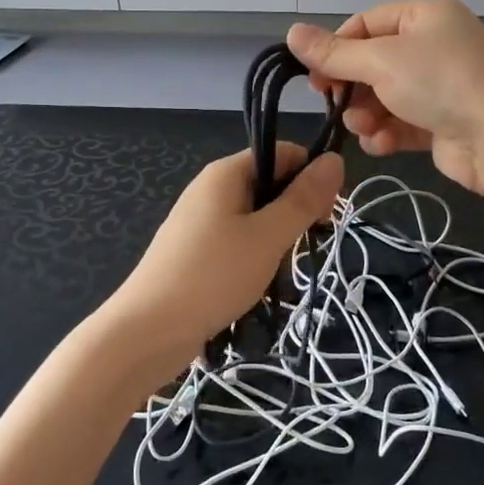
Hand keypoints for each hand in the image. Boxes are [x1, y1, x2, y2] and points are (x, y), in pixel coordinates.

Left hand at [101, 144, 344, 381]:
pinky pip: (237, 239)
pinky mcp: (195, 249)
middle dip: (295, 212)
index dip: (311, 177)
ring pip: (256, 216)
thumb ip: (303, 199)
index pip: (283, 153)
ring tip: (279, 271)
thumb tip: (336, 159)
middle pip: (270, 183)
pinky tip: (257, 283)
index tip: (327, 215)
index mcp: (226, 172)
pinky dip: (255, 255)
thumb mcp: (268, 237)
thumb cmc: (213, 276)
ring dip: (277, 239)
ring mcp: (200, 220)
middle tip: (304, 248)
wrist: (147, 331)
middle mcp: (211, 187)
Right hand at [287, 0, 483, 196]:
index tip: (315, 76)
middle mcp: (435, 46)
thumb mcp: (381, 62)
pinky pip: (403, 122)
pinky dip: (388, 133)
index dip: (337, 48)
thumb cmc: (441, 83)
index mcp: (426, 16)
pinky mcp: (444, 122)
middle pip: (374, 63)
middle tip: (333, 105)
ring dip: (366, 114)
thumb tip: (291, 32)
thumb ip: (334, 53)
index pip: (367, 23)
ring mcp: (442, 86)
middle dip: (352, 88)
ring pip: (385, 96)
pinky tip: (381, 145)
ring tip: (363, 129)